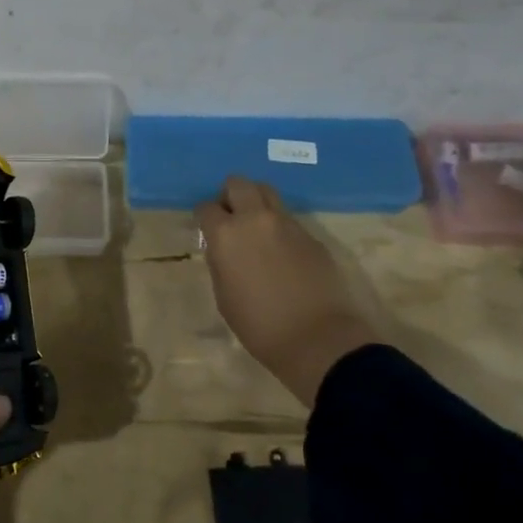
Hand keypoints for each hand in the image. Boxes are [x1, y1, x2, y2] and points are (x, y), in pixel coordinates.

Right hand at [195, 176, 383, 404]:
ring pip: (268, 193)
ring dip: (257, 204)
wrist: (318, 338)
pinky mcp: (312, 236)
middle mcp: (256, 219)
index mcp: (226, 234)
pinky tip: (282, 254)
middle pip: (239, 183)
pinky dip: (279, 227)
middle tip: (231, 218)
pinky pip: (288, 219)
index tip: (207, 230)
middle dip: (230, 195)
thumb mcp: (224, 295)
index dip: (205, 217)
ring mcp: (288, 224)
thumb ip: (220, 262)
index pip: (207, 207)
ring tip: (256, 230)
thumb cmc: (259, 324)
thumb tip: (222, 248)